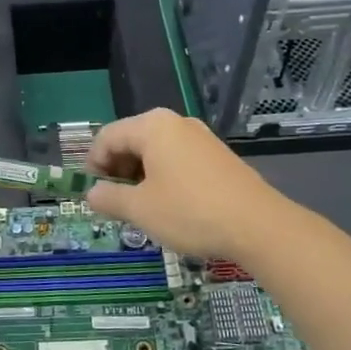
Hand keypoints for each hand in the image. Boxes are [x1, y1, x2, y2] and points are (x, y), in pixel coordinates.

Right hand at [85, 109, 285, 261]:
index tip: (94, 194)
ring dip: (140, 176)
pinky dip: (163, 177)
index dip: (93, 165)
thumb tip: (92, 194)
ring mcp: (200, 137)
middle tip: (116, 203)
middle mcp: (175, 123)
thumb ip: (109, 198)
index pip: (107, 137)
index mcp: (152, 126)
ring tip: (142, 208)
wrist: (259, 226)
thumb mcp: (140, 209)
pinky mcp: (217, 155)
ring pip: (155, 151)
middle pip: (131, 140)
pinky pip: (177, 159)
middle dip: (117, 170)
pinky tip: (170, 205)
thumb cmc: (190, 212)